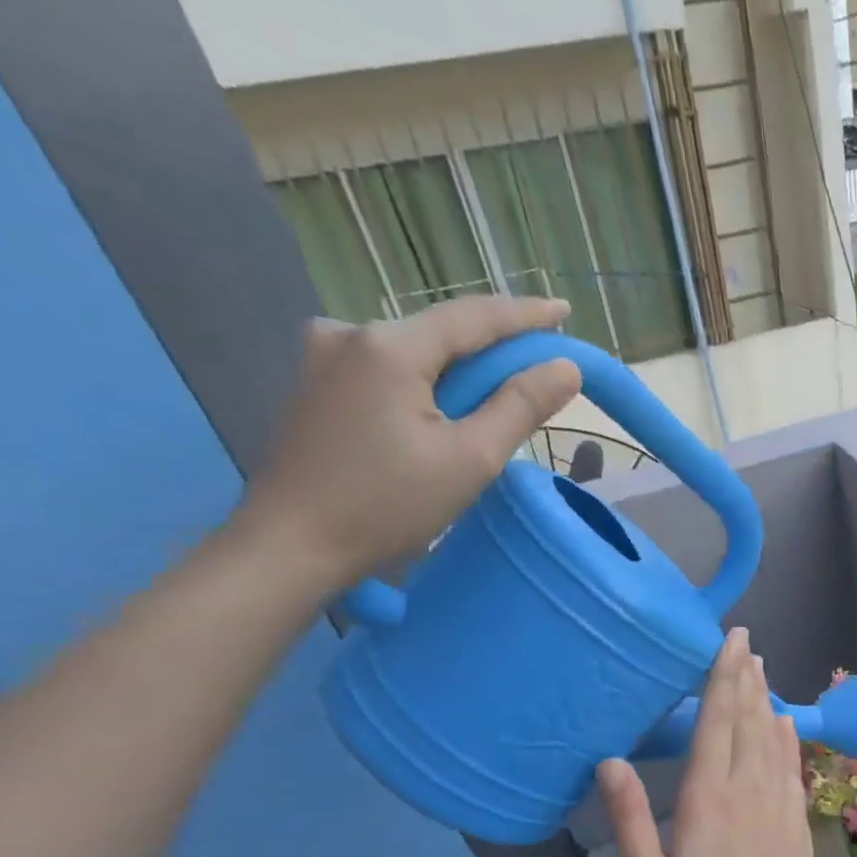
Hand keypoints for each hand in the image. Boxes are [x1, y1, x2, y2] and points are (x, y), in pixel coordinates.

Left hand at [237, 295, 582, 588]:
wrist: (291, 546)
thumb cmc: (387, 505)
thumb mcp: (470, 459)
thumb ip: (520, 407)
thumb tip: (565, 367)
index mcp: (390, 346)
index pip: (474, 317)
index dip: (525, 315)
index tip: (564, 311)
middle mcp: (350, 334)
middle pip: (442, 333)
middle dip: (493, 349)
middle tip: (539, 367)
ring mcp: (324, 358)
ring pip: (415, 353)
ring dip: (458, 370)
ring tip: (495, 398)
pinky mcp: (315, 385)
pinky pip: (387, 370)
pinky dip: (425, 383)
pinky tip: (441, 411)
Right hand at [598, 629, 836, 856]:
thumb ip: (629, 820)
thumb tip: (609, 762)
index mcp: (708, 797)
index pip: (717, 721)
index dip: (722, 676)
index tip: (730, 640)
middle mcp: (747, 786)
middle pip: (747, 718)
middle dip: (745, 676)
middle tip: (745, 641)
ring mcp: (777, 800)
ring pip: (771, 734)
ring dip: (765, 697)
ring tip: (761, 667)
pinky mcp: (796, 817)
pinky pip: (790, 762)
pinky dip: (786, 735)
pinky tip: (784, 722)